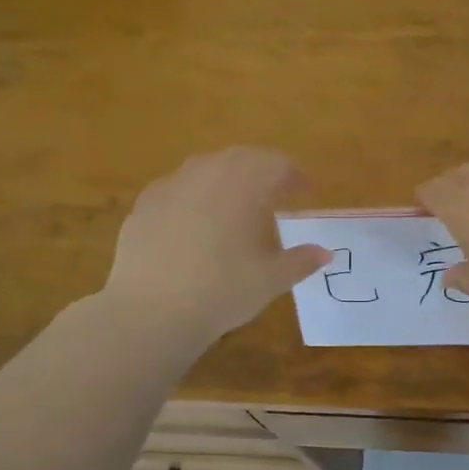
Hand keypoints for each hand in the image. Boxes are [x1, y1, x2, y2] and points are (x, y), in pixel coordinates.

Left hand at [106, 148, 329, 344]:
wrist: (152, 310)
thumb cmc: (223, 290)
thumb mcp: (271, 279)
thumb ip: (301, 261)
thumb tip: (324, 253)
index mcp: (242, 183)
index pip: (275, 164)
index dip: (295, 175)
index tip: (307, 190)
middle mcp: (205, 173)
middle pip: (240, 159)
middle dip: (262, 172)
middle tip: (277, 194)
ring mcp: (169, 186)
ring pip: (205, 170)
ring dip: (227, 181)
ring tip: (237, 207)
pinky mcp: (144, 206)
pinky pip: (178, 190)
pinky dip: (196, 198)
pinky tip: (197, 225)